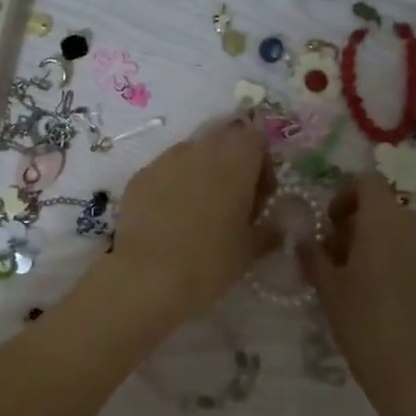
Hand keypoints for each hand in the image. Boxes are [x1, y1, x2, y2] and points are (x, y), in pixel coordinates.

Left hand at [99, 117, 276, 322]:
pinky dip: (172, 187)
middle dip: (232, 166)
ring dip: (201, 175)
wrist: (148, 276)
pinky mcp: (139, 177)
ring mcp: (164, 160)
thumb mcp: (250, 250)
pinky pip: (164, 172)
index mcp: (235, 158)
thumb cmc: (210, 261)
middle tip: (233, 204)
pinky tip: (170, 220)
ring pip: (191, 155)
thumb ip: (269, 230)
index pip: (257, 139)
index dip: (262, 166)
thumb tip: (277, 226)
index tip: (260, 198)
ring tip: (198, 213)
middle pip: (223, 142)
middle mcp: (200, 148)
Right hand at [301, 173, 415, 407]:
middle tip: (348, 262)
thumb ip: (314, 255)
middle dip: (365, 227)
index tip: (333, 227)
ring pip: (413, 230)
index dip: (345, 197)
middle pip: (388, 209)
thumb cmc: (365, 327)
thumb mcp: (328, 290)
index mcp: (384, 220)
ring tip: (378, 281)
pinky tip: (406, 296)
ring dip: (392, 244)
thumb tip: (307, 239)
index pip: (366, 182)